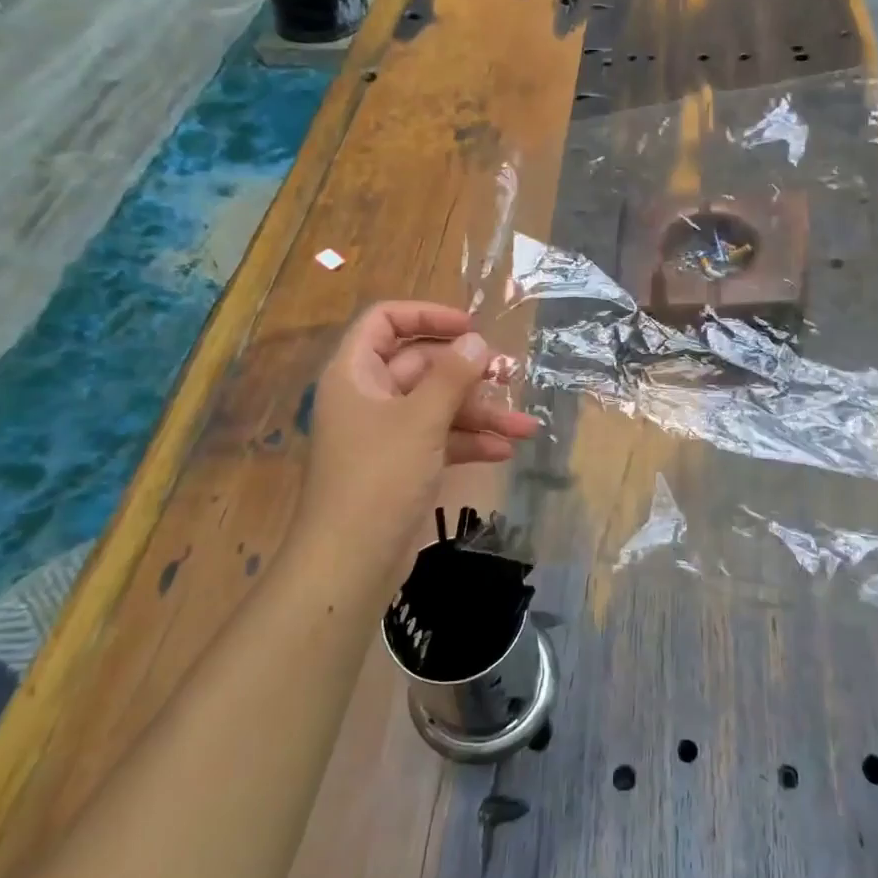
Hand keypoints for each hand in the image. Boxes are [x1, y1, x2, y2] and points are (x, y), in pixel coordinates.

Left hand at [298, 302, 537, 578]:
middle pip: (421, 365)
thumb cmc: (379, 477)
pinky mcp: (401, 465)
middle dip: (468, 374)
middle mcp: (367, 396)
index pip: (385, 321)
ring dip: (479, 414)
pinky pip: (438, 439)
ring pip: (436, 406)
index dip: (427, 315)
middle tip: (510, 376)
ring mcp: (384, 433)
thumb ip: (452, 376)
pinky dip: (468, 442)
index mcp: (355, 373)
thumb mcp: (421, 420)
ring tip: (526, 427)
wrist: (351, 562)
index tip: (471, 326)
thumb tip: (477, 340)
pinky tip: (503, 451)